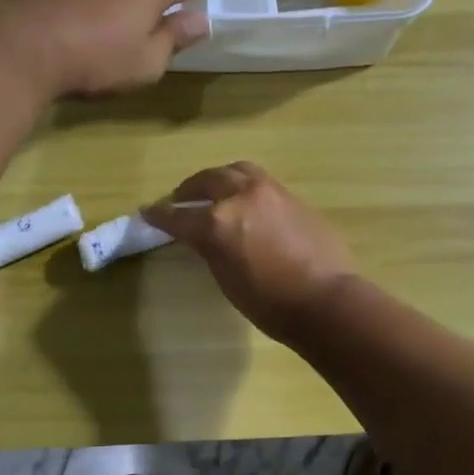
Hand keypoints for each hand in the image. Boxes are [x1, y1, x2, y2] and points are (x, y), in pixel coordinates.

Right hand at [144, 163, 357, 343]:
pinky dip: (244, 186)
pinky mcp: (293, 196)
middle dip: (189, 190)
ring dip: (219, 178)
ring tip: (213, 191)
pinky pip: (260, 181)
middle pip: (207, 180)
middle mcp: (241, 196)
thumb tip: (202, 235)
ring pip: (236, 171)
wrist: (326, 300)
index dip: (160, 216)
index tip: (148, 212)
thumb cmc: (270, 303)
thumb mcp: (227, 279)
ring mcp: (270, 192)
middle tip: (180, 200)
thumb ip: (210, 248)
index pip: (179, 216)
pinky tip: (244, 201)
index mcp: (218, 222)